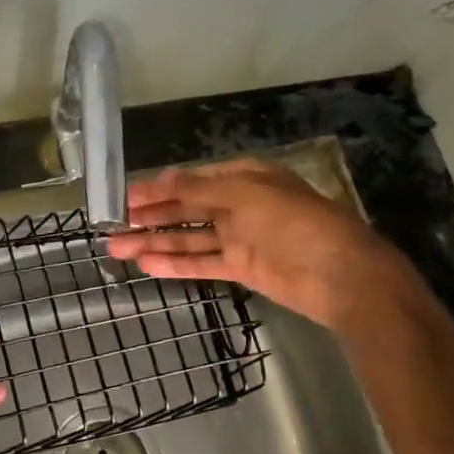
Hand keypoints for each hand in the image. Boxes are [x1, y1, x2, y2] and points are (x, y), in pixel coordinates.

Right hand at [104, 159, 398, 330]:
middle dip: (149, 216)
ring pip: (187, 236)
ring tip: (116, 248)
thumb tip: (161, 178)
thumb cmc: (295, 223)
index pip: (190, 180)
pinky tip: (146, 264)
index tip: (123, 196)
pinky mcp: (241, 268)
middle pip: (185, 208)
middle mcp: (238, 205)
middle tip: (111, 224)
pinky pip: (201, 262)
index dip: (156, 188)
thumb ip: (199, 190)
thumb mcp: (244, 195)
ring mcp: (239, 238)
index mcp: (243, 177)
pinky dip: (174, 263)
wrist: (341, 275)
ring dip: (153, 241)